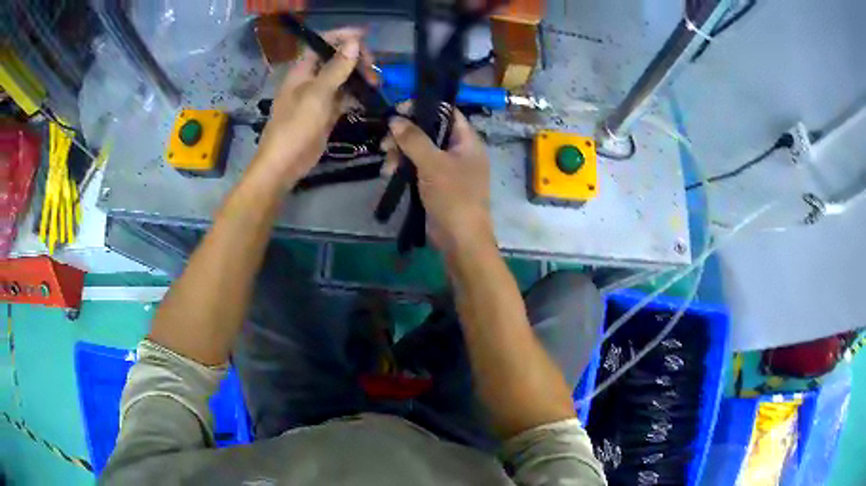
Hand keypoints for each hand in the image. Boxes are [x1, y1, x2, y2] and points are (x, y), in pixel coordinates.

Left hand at [254, 28, 374, 185]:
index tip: (365, 37)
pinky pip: (344, 98)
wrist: (285, 164)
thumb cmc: (295, 126)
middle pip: (336, 59)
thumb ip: (336, 68)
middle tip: (374, 70)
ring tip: (376, 85)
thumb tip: (354, 43)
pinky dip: (356, 96)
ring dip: (359, 78)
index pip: (322, 43)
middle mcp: (310, 79)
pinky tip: (369, 99)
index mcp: (302, 71)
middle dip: (356, 60)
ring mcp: (318, 97)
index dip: (342, 37)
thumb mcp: (317, 94)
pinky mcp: (325, 113)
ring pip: (342, 79)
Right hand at [385, 110, 493, 253]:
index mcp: (467, 141)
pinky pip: (418, 167)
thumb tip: (395, 119)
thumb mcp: (432, 164)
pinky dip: (404, 168)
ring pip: (420, 150)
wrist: (461, 239)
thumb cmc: (453, 196)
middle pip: (429, 130)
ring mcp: (448, 168)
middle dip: (405, 135)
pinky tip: (390, 174)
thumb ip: (414, 139)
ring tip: (386, 166)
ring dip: (400, 153)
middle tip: (384, 143)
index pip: (447, 112)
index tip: (398, 110)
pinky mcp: (437, 184)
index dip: (423, 107)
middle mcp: (459, 150)